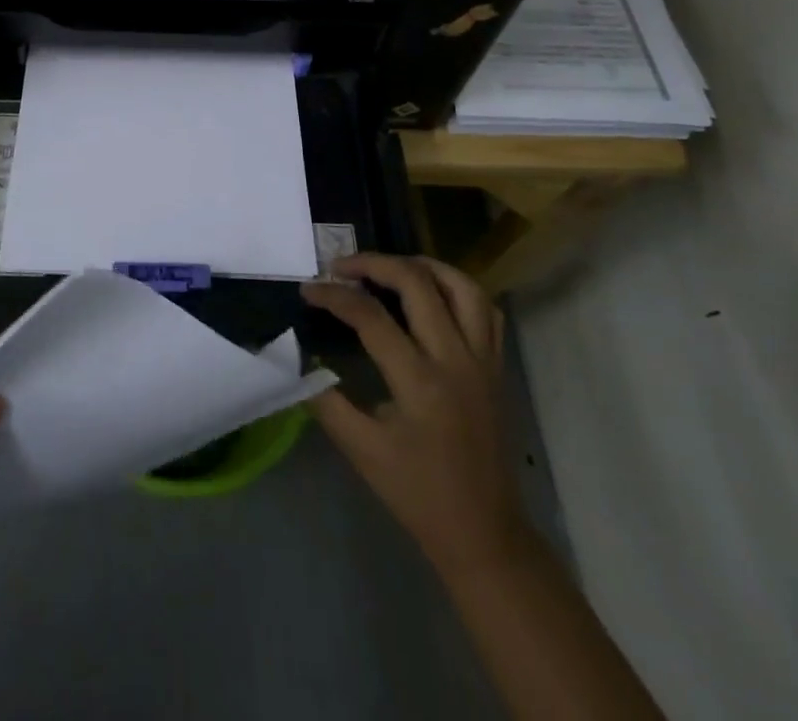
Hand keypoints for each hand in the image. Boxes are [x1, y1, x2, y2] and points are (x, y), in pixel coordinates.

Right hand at [301, 255, 528, 581]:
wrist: (483, 533)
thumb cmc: (418, 494)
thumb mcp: (360, 451)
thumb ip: (326, 400)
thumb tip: (301, 359)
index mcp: (420, 383)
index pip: (370, 317)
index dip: (333, 295)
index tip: (307, 289)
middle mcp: (456, 360)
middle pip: (417, 283)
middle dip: (373, 263)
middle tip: (341, 266)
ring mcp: (483, 360)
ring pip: (461, 286)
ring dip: (421, 265)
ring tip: (388, 266)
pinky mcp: (496, 366)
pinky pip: (485, 310)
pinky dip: (457, 288)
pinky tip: (432, 292)